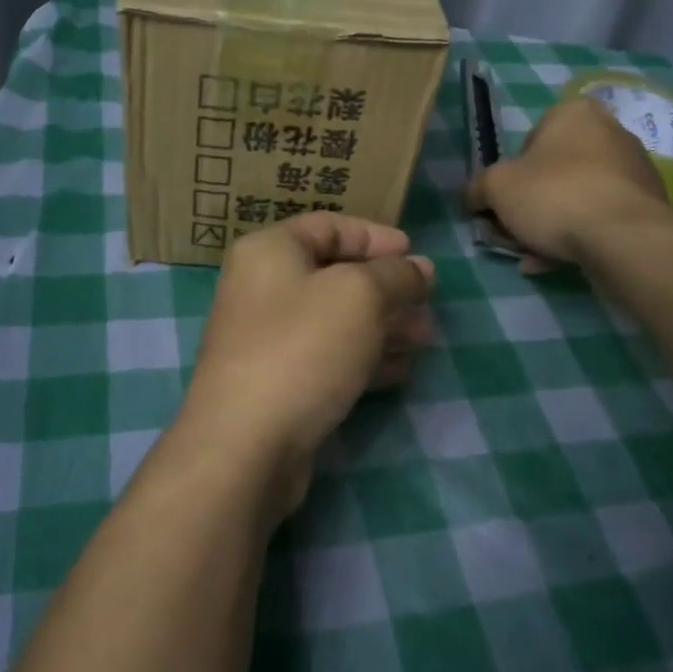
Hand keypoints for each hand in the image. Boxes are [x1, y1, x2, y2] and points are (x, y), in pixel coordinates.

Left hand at [172, 213, 434, 515]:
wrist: (244, 445)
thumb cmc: (302, 348)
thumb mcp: (359, 296)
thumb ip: (396, 275)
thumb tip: (420, 268)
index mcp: (270, 251)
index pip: (328, 226)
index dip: (375, 236)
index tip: (415, 254)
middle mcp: (262, 288)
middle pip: (334, 275)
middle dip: (386, 288)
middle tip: (427, 305)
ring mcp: (266, 339)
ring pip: (335, 320)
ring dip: (382, 325)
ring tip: (424, 338)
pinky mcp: (276, 383)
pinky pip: (327, 358)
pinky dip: (363, 359)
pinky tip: (400, 371)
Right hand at [463, 94, 669, 269]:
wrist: (623, 238)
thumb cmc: (554, 195)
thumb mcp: (495, 187)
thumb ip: (477, 188)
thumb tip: (472, 196)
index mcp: (574, 113)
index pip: (529, 138)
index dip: (509, 173)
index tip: (501, 202)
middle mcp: (609, 132)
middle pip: (552, 171)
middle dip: (528, 205)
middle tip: (510, 233)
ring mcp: (633, 169)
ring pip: (574, 197)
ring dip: (548, 226)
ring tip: (530, 257)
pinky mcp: (646, 205)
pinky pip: (598, 218)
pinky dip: (575, 237)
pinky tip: (554, 263)